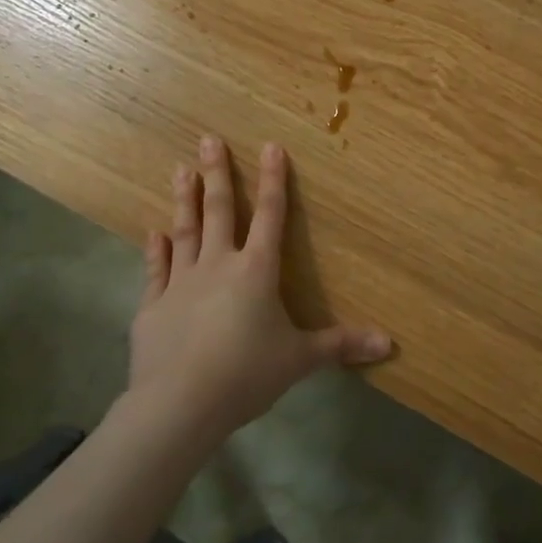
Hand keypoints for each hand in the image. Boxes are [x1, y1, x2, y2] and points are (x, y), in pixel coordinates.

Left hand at [127, 135, 390, 441]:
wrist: (179, 404)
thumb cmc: (247, 374)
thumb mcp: (300, 359)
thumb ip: (341, 345)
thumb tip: (389, 343)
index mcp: (257, 271)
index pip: (271, 216)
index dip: (274, 180)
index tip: (270, 146)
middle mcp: (218, 266)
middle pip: (220, 211)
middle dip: (217, 174)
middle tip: (208, 138)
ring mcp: (181, 283)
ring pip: (185, 231)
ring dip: (184, 199)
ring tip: (180, 168)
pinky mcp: (153, 307)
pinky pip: (156, 270)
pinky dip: (155, 250)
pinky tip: (152, 232)